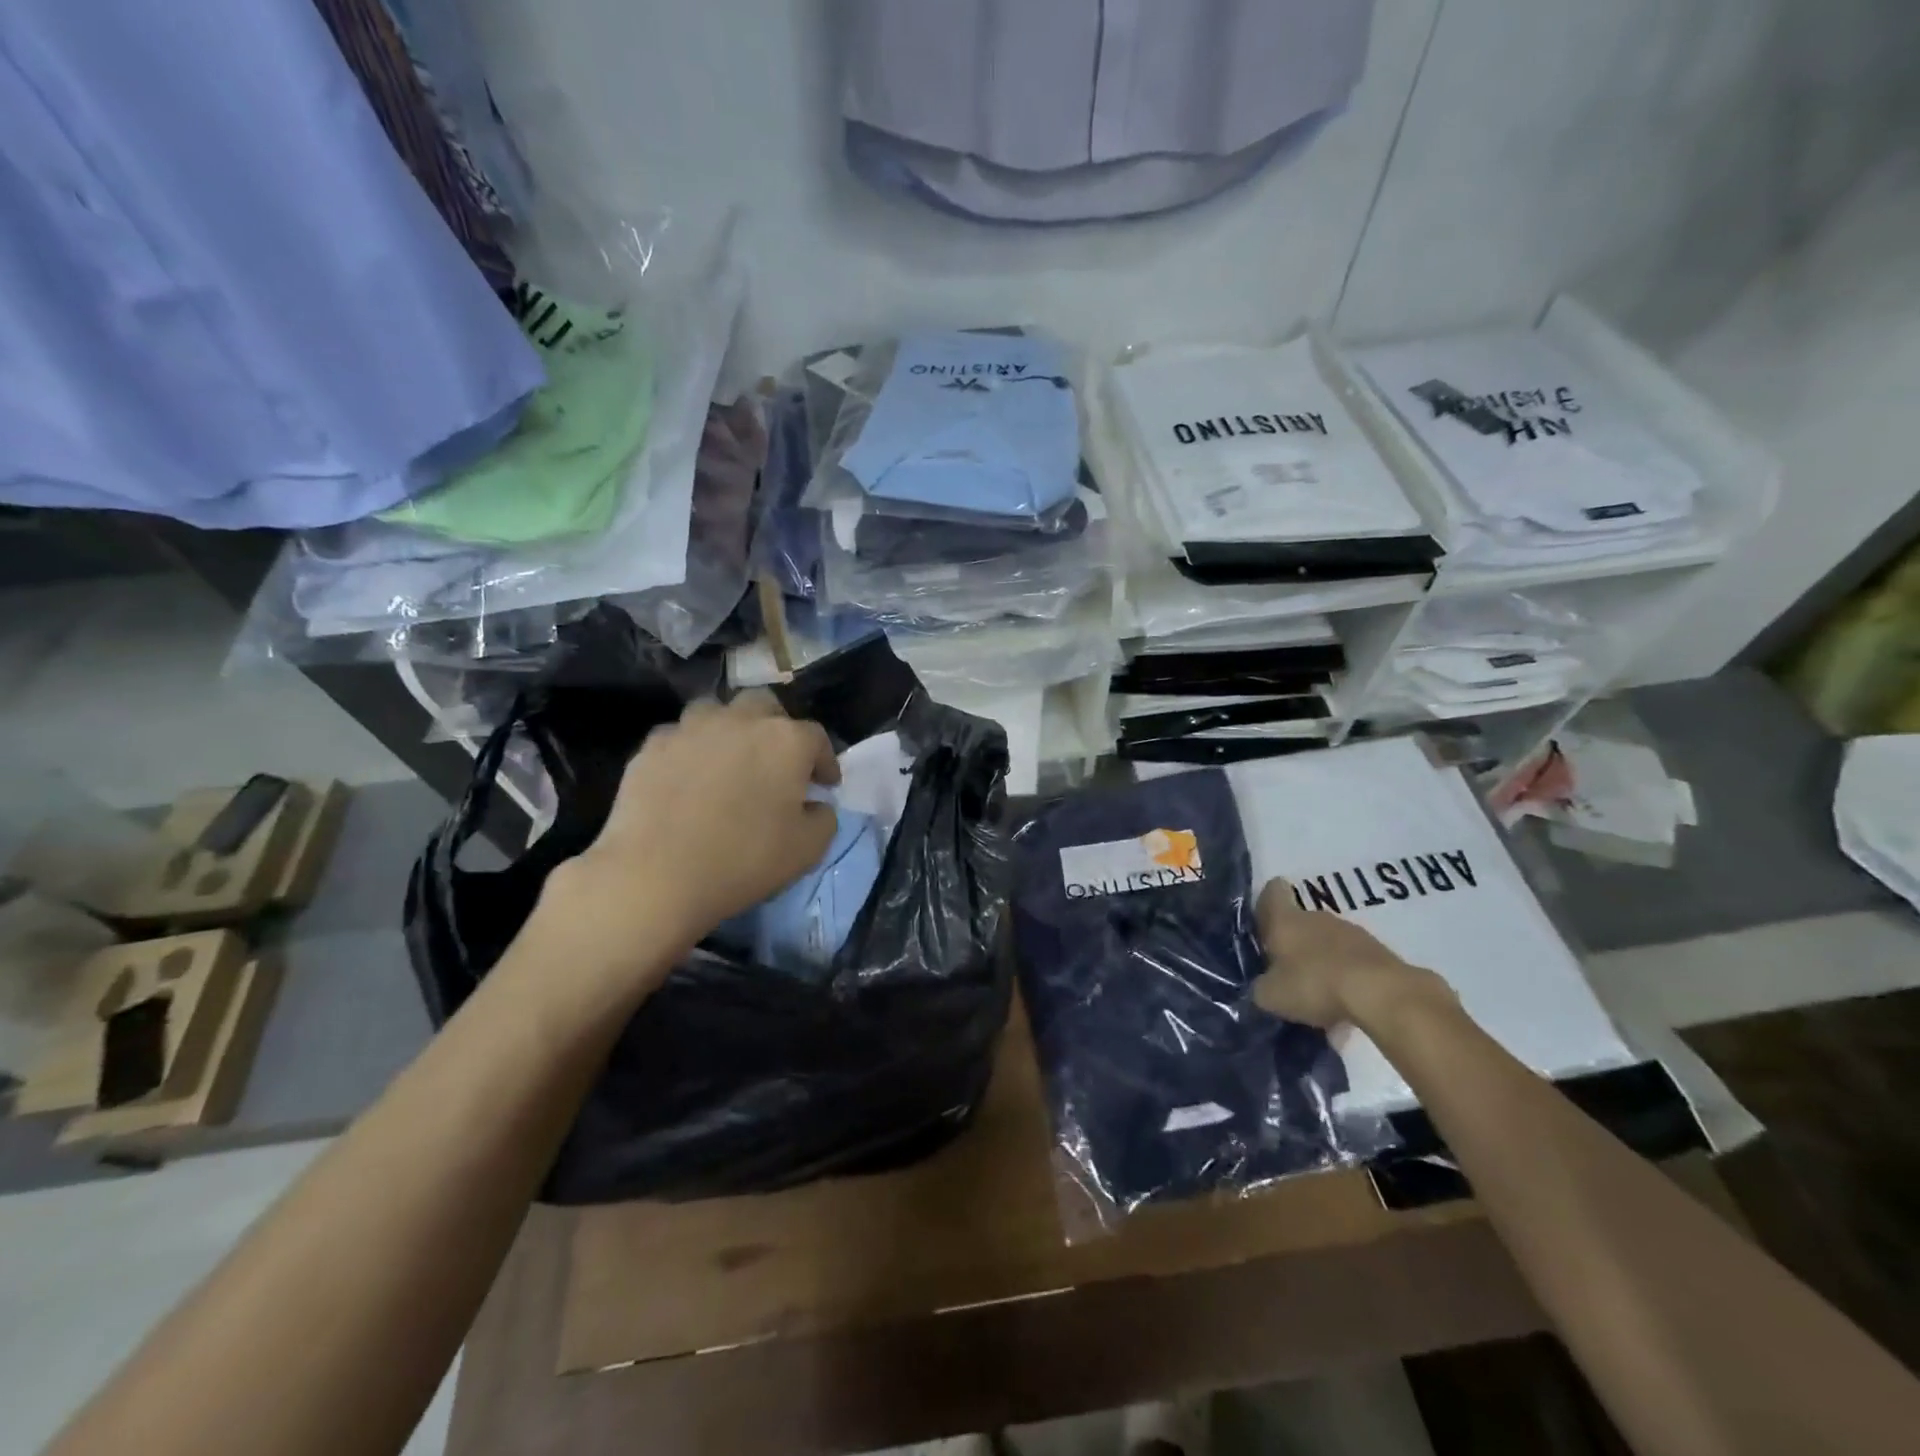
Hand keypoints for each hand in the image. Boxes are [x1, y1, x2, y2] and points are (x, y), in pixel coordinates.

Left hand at [544, 692, 840, 972]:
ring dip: (729, 728)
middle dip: (776, 727)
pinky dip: (689, 749)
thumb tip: (815, 804)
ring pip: (717, 710)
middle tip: (775, 761)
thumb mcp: (808, 849)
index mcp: (786, 741)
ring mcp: (692, 728)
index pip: (817, 738)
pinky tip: (686, 776)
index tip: (824, 784)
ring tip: (727, 759)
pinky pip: (678, 736)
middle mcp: (741, 721)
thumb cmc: (743, 860)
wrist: (656, 875)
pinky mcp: (652, 745)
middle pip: (765, 705)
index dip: (824, 761)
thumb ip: (824, 818)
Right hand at [1251, 878, 1456, 1031]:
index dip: (1265, 903)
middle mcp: (1317, 917)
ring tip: (1318, 997)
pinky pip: (1353, 962)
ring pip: (1328, 943)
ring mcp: (1352, 933)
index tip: (1263, 924)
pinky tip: (1345, 1006)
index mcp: (1285, 919)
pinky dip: (1346, 979)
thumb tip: (1262, 987)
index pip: (1272, 892)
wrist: (1382, 994)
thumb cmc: (1315, 984)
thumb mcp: (1272, 995)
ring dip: (1321, 963)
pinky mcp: (1380, 953)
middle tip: (1286, 975)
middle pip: (1300, 922)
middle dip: (1293, 945)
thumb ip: (1261, 988)